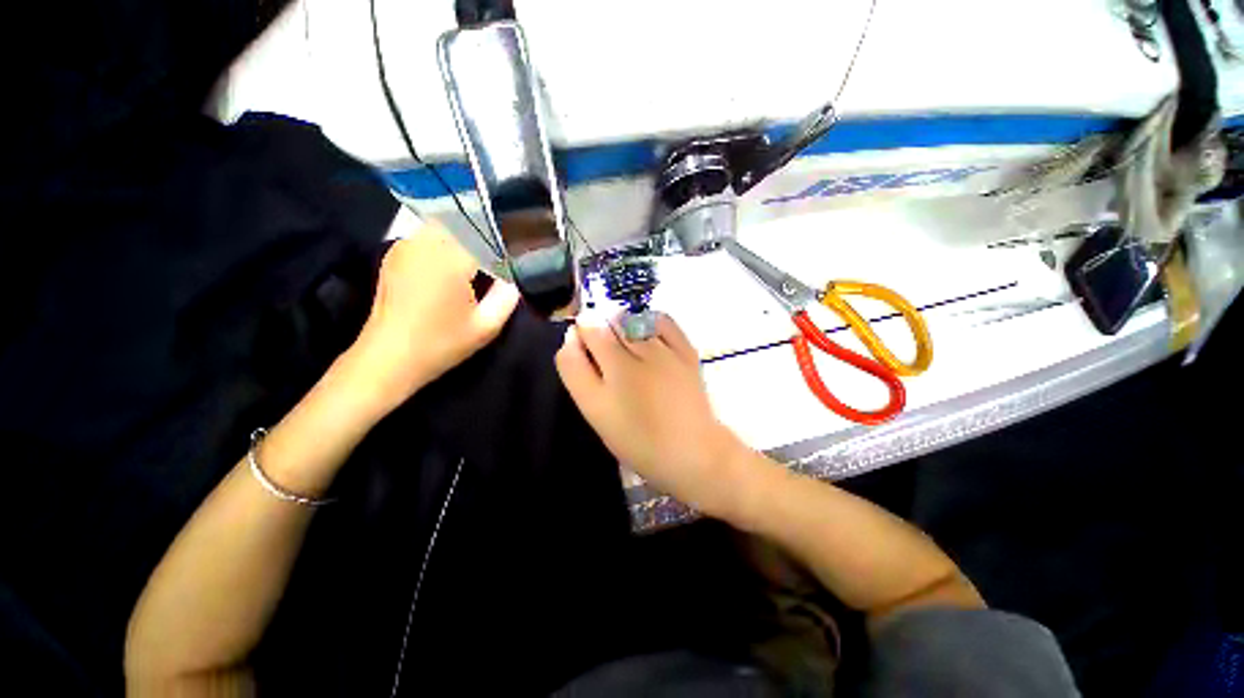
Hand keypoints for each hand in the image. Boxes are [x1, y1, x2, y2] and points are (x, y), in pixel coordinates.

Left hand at [342, 223, 520, 414]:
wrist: (388, 357)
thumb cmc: (441, 344)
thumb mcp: (486, 327)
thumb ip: (506, 297)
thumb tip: (514, 277)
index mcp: (450, 261)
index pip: (485, 234)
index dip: (505, 239)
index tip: (519, 251)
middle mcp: (426, 244)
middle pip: (463, 221)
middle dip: (485, 231)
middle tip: (502, 251)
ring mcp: (406, 246)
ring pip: (444, 223)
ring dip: (466, 233)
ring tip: (481, 254)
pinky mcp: (396, 253)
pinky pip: (427, 234)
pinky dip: (446, 239)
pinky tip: (454, 260)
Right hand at [555, 314, 747, 515]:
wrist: (691, 451)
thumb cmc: (637, 438)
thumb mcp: (595, 410)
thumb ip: (576, 371)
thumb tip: (572, 336)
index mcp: (612, 372)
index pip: (586, 332)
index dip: (579, 333)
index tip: (581, 345)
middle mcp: (637, 354)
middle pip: (608, 323)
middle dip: (597, 328)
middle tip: (602, 351)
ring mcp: (664, 350)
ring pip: (631, 320)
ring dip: (619, 325)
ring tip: (622, 344)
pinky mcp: (686, 350)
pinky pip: (663, 321)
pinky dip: (649, 320)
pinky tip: (645, 333)